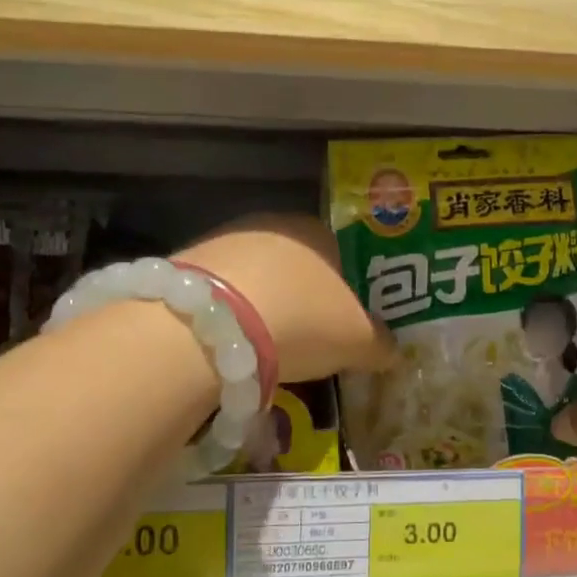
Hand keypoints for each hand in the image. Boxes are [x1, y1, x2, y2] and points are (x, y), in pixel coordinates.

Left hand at [178, 215, 393, 383]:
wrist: (210, 326)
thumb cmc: (301, 320)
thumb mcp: (357, 340)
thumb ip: (380, 343)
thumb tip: (392, 350)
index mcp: (317, 231)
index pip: (342, 256)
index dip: (348, 292)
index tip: (347, 325)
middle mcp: (270, 226)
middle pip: (296, 267)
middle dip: (304, 301)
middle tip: (309, 342)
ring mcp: (223, 242)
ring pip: (256, 279)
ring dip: (264, 309)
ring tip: (268, 351)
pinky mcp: (185, 266)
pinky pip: (221, 295)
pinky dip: (230, 317)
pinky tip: (232, 346)